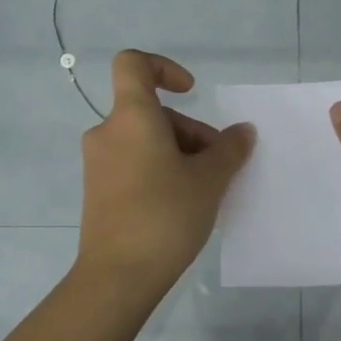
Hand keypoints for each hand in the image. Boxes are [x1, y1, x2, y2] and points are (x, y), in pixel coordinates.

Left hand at [76, 50, 254, 292]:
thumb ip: (229, 149)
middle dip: (189, 131)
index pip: (133, 64)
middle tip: (218, 165)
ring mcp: (98, 164)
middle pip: (151, 112)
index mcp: (131, 117)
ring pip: (144, 140)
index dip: (164, 67)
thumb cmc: (165, 215)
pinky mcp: (98, 191)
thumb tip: (242, 131)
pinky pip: (133, 164)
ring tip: (205, 189)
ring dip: (178, 153)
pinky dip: (159, 170)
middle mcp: (108, 133)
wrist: (117, 276)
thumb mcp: (209, 180)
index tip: (190, 92)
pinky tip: (182, 204)